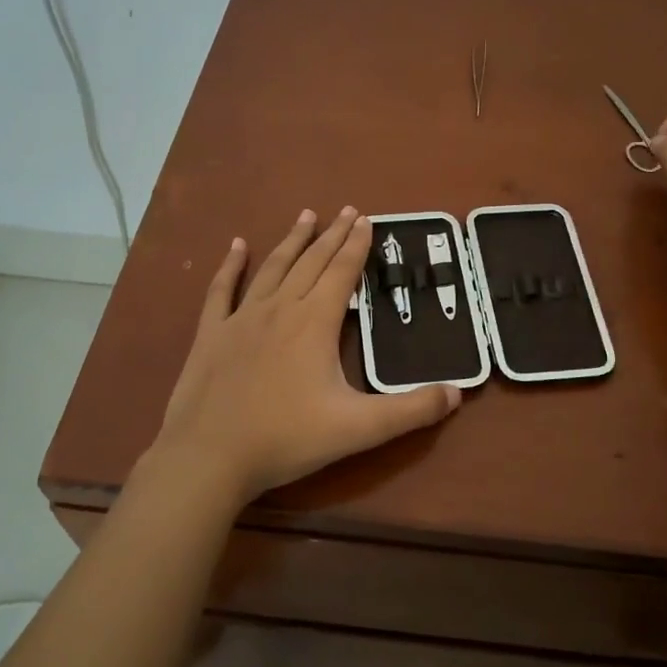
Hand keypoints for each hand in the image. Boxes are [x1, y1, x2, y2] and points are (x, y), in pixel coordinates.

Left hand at [150, 207, 461, 504]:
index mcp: (314, 322)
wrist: (209, 456)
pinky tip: (237, 245)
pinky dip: (231, 265)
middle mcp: (280, 308)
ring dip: (292, 240)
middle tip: (347, 209)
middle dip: (332, 235)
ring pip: (273, 268)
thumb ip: (410, 410)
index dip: (357, 245)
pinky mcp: (211, 333)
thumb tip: (457, 394)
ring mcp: (241, 318)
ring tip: (306, 215)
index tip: (366, 219)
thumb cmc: (286, 439)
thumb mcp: (358, 429)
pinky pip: (221, 289)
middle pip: (311, 262)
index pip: (342, 272)